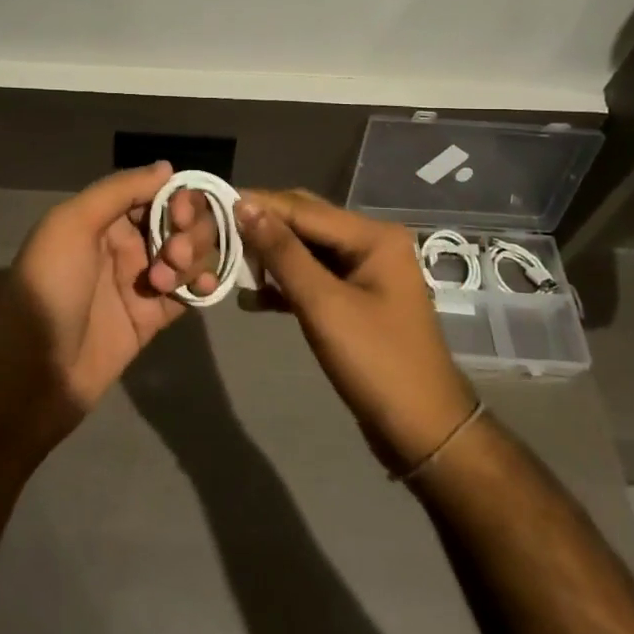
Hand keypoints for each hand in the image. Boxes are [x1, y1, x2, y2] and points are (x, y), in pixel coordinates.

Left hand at [0, 162, 218, 437]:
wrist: (33, 370)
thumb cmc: (49, 286)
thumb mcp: (72, 224)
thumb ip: (120, 191)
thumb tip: (168, 168)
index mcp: (102, 218)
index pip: (155, 193)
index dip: (178, 197)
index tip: (182, 213)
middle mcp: (124, 245)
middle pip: (179, 222)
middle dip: (188, 230)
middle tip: (172, 253)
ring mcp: (140, 282)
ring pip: (187, 254)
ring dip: (192, 257)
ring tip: (167, 281)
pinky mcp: (152, 318)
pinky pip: (188, 292)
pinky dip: (202, 284)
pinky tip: (203, 288)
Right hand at [235, 189, 475, 472]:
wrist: (422, 430)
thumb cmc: (376, 362)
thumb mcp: (323, 304)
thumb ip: (283, 253)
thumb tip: (245, 207)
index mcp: (373, 236)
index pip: (303, 208)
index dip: (258, 205)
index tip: (211, 203)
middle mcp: (371, 243)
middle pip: (305, 222)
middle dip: (261, 227)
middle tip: (215, 231)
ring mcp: (364, 272)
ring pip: (305, 250)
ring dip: (269, 256)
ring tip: (227, 261)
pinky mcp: (354, 300)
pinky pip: (312, 278)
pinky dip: (283, 284)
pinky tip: (250, 297)